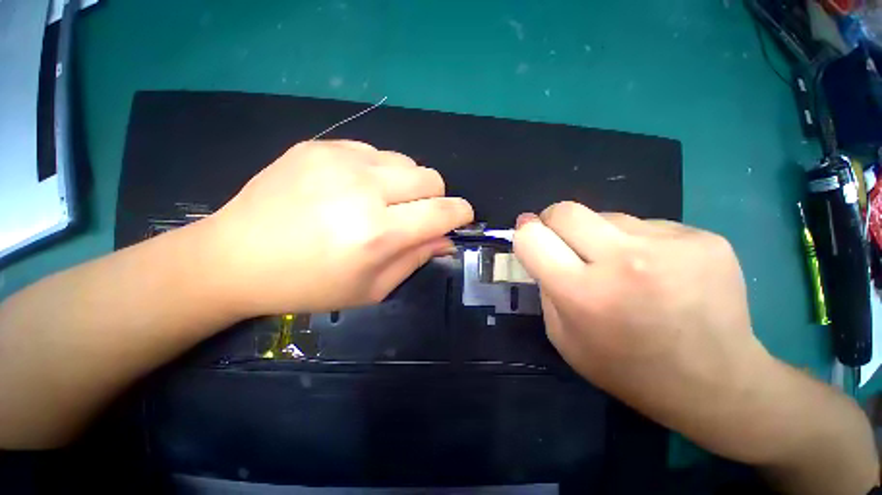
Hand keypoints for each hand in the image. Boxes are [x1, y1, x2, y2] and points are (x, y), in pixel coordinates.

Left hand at [205, 140, 473, 316]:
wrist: (235, 257)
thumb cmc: (308, 285)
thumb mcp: (372, 287)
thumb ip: (416, 258)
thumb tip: (446, 239)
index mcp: (377, 233)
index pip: (442, 211)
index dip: (460, 213)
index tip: (461, 218)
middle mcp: (363, 189)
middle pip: (430, 178)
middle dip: (435, 199)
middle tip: (415, 216)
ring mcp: (339, 160)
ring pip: (406, 162)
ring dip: (406, 184)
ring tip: (382, 203)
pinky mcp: (320, 146)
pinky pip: (374, 152)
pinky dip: (378, 172)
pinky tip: (354, 189)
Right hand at [513, 201, 775, 461]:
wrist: (716, 384)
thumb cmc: (626, 368)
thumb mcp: (563, 337)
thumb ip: (545, 287)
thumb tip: (540, 246)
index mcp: (584, 294)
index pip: (532, 237)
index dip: (525, 232)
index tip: (529, 233)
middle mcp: (625, 262)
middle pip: (566, 211)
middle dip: (554, 221)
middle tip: (565, 242)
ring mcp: (671, 246)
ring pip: (607, 216)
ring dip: (600, 235)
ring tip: (622, 267)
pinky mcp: (703, 237)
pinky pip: (645, 225)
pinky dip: (638, 242)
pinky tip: (658, 271)